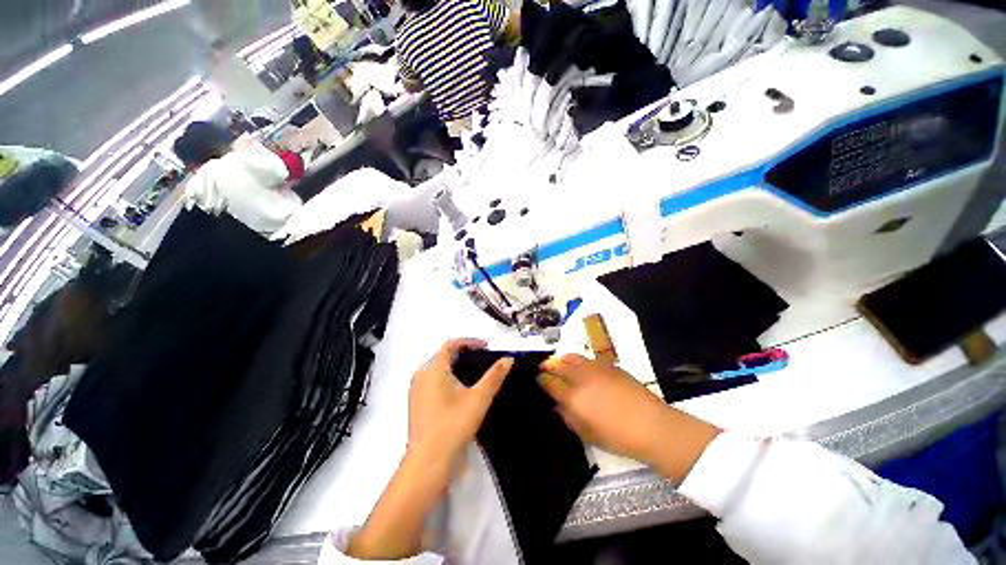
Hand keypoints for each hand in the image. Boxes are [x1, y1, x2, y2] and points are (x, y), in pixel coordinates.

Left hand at [348, 340, 511, 559]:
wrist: (428, 462)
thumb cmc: (454, 425)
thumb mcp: (479, 398)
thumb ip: (494, 376)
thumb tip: (508, 359)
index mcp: (434, 369)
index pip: (450, 344)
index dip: (469, 341)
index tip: (486, 346)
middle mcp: (421, 375)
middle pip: (442, 354)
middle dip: (462, 351)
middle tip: (481, 357)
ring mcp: (416, 389)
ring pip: (435, 367)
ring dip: (453, 364)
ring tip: (472, 371)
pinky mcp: (416, 403)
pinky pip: (431, 379)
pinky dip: (445, 376)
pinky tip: (458, 390)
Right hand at [539, 354, 720, 483]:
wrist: (652, 426)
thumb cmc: (618, 437)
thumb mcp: (587, 434)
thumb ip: (568, 417)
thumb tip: (557, 405)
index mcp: (574, 397)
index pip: (550, 382)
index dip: (541, 379)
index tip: (538, 379)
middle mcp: (582, 378)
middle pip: (559, 364)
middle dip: (548, 364)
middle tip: (543, 367)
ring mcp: (596, 369)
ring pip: (573, 357)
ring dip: (562, 359)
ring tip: (560, 363)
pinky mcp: (610, 365)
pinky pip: (588, 359)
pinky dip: (579, 361)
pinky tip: (581, 368)